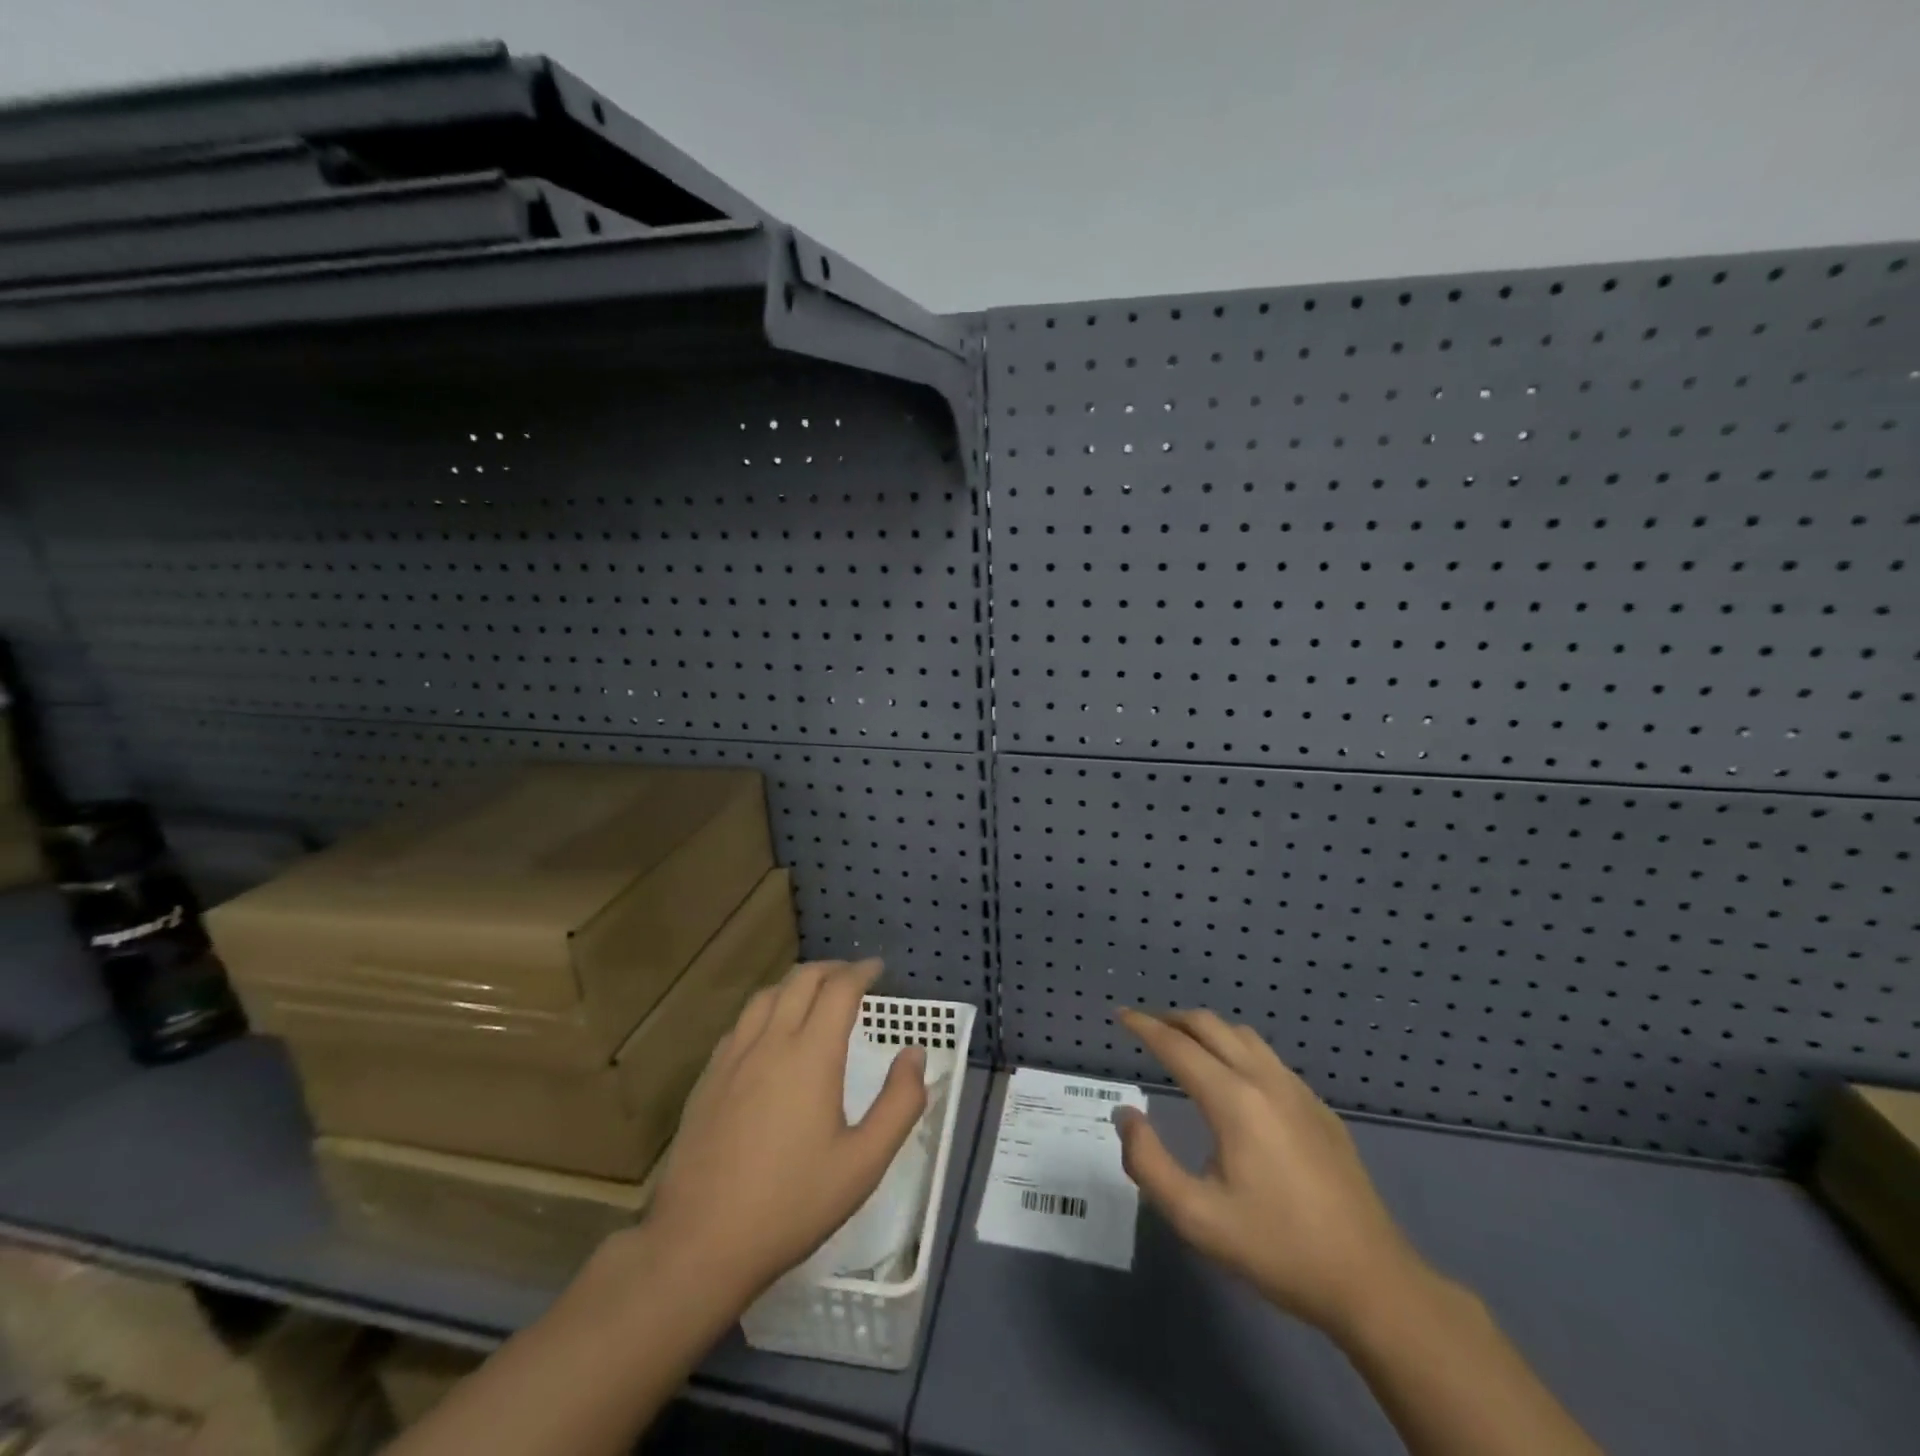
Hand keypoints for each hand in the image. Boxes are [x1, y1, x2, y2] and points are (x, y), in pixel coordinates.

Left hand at [644, 959, 927, 1304]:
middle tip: (853, 978)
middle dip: (831, 969)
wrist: (699, 1244)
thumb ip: (900, 1104)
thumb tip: (914, 1054)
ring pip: (766, 995)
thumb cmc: (791, 1204)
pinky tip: (771, 1034)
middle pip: (801, 980)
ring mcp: (732, 1058)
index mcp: (811, 1055)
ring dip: (796, 984)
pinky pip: (741, 1023)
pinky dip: (766, 1010)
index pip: (839, 990)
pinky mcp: (708, 1078)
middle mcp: (770, 1042)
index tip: (878, 970)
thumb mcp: (863, 1163)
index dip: (861, 973)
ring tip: (815, 995)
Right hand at [1114, 1007, 1431, 1338]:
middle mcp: (1265, 1080)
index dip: (1145, 1026)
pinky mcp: (1320, 1110)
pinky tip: (1234, 1079)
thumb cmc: (1278, 1250)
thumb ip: (1148, 1162)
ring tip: (1184, 1044)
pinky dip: (1236, 1049)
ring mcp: (1298, 1092)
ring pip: (1243, 1036)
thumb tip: (1126, 1115)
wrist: (1372, 1282)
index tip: (1121, 1015)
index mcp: (1234, 1100)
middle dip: (1173, 1019)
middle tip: (1146, 1026)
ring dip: (1207, 1030)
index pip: (1177, 1045)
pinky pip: (1268, 1058)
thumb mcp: (1197, 1218)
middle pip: (1211, 1026)